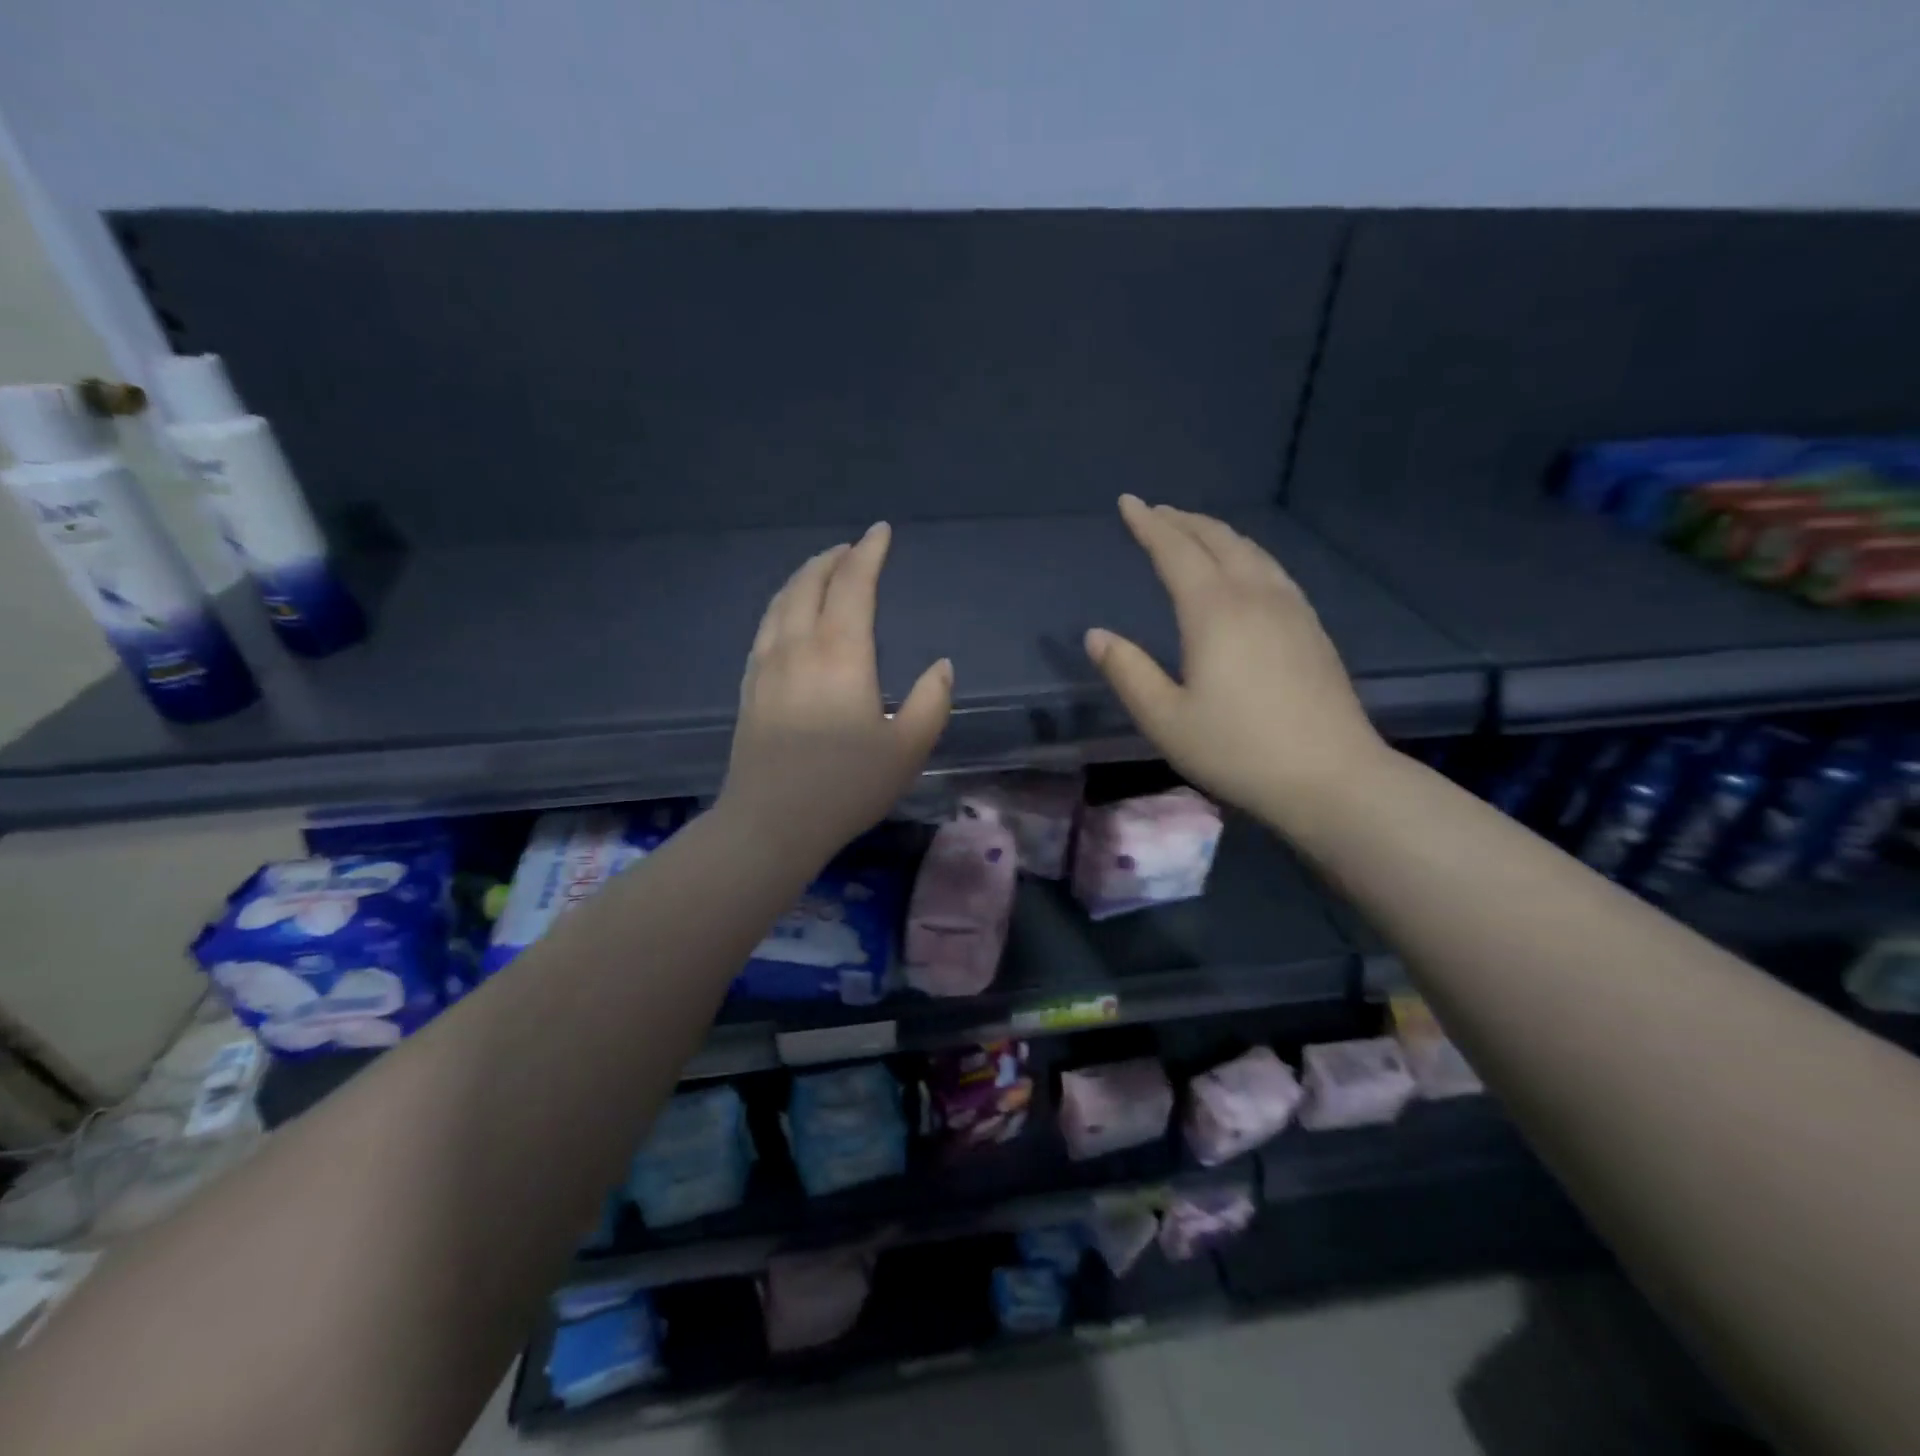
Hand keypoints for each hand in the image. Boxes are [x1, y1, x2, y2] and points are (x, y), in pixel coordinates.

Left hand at [719, 522, 951, 861]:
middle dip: (834, 558)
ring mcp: (767, 664)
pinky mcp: (750, 686)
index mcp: (841, 653)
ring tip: (822, 570)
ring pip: (782, 601)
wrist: (771, 822)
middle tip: (853, 549)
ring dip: (804, 576)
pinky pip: (766, 626)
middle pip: (811, 583)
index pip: (854, 584)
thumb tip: (942, 667)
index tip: (881, 531)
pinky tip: (789, 616)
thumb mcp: (908, 749)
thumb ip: (931, 702)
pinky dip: (782, 605)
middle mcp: (799, 646)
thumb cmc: (846, 786)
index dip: (869, 552)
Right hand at [1085, 496, 1385, 832]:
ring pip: (1250, 551)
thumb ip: (1128, 672)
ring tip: (1194, 531)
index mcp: (1214, 612)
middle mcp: (1255, 596)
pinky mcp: (1311, 628)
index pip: (1175, 551)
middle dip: (1182, 521)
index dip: (1149, 525)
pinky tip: (1245, 569)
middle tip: (1155, 512)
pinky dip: (1246, 553)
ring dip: (1216, 533)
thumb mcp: (1165, 720)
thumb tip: (1096, 635)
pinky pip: (1272, 569)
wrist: (1330, 777)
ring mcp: (1291, 609)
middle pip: (1217, 540)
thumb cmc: (1237, 750)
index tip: (1128, 503)